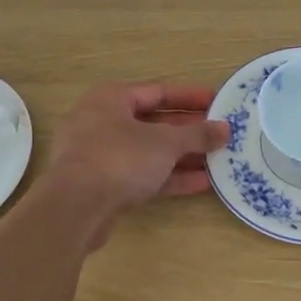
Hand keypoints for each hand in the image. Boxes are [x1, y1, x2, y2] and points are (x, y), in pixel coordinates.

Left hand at [48, 81, 227, 240]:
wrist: (75, 208)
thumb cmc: (119, 158)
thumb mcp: (165, 143)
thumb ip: (197, 135)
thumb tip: (225, 130)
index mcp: (111, 99)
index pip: (158, 91)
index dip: (190, 96)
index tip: (218, 101)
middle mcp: (103, 122)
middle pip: (154, 122)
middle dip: (189, 130)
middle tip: (220, 133)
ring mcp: (101, 156)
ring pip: (149, 151)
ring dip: (183, 156)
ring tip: (218, 159)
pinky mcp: (104, 186)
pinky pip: (142, 175)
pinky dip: (170, 177)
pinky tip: (202, 182)